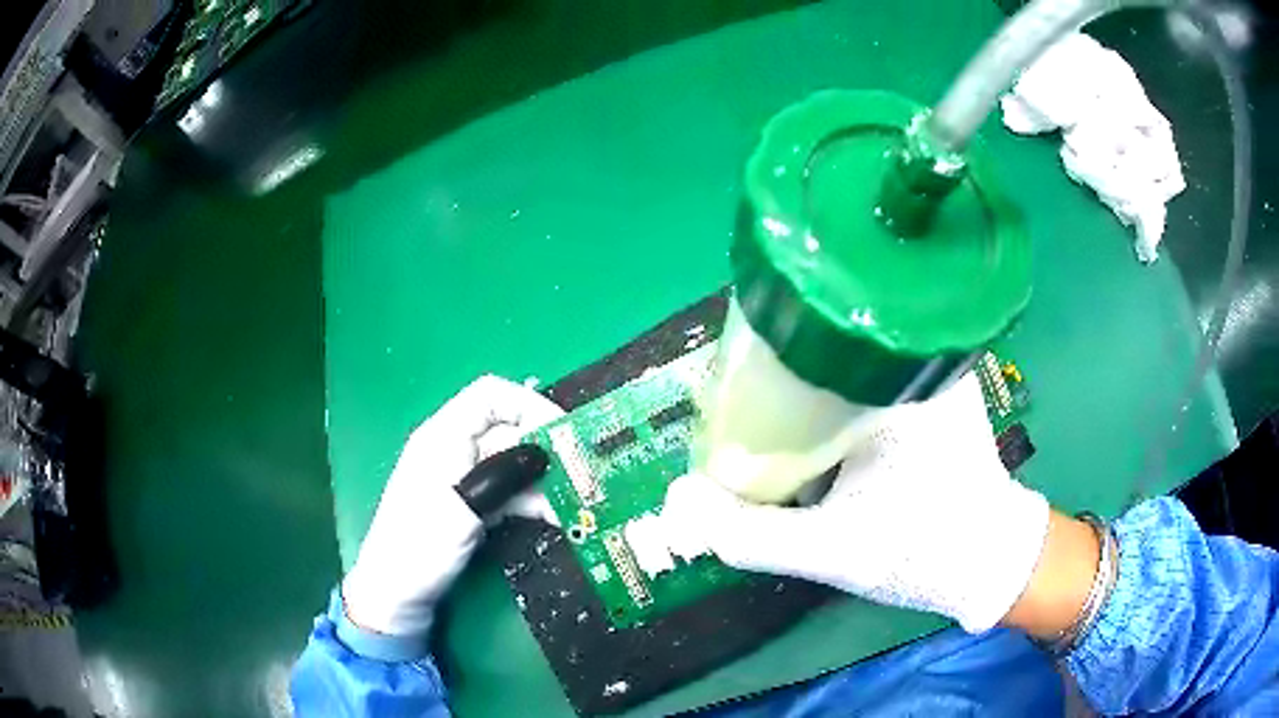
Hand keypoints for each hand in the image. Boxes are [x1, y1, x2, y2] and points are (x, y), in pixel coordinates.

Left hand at [341, 375, 563, 636]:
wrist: (395, 595)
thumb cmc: (418, 548)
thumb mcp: (462, 508)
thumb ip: (502, 476)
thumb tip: (545, 452)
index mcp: (443, 437)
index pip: (490, 397)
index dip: (529, 404)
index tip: (564, 431)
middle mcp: (455, 451)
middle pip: (509, 432)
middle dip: (546, 449)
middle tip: (582, 474)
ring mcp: (465, 481)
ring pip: (514, 466)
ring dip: (545, 481)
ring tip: (575, 503)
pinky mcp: (473, 508)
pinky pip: (510, 493)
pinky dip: (533, 501)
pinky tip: (555, 517)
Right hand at [662, 373, 1051, 632]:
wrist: (991, 563)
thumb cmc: (923, 551)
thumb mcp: (833, 552)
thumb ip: (752, 535)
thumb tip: (681, 501)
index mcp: (895, 381)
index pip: (807, 344)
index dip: (757, 370)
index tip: (729, 405)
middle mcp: (917, 359)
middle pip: (824, 352)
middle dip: (781, 385)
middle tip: (749, 423)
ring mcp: (932, 372)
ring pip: (846, 368)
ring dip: (810, 397)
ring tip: (777, 427)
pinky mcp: (937, 392)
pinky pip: (868, 384)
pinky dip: (837, 405)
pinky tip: (821, 436)